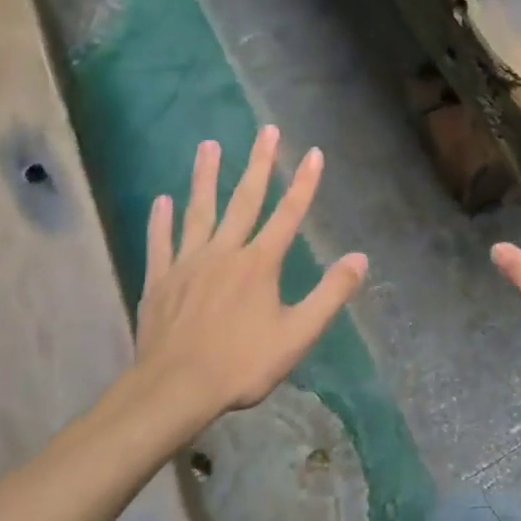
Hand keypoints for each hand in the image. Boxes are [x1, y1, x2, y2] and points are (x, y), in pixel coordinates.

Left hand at [127, 126, 367, 425]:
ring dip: (205, 177)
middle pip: (244, 200)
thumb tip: (360, 258)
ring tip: (208, 145)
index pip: (288, 214)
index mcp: (259, 263)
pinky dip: (161, 221)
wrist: (174, 390)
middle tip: (265, 130)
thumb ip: (330, 294)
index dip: (304, 182)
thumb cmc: (241, 364)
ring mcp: (188, 263)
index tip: (313, 152)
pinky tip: (162, 200)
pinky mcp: (160, 280)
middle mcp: (225, 252)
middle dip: (258, 163)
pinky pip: (161, 243)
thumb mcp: (298, 335)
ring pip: (199, 211)